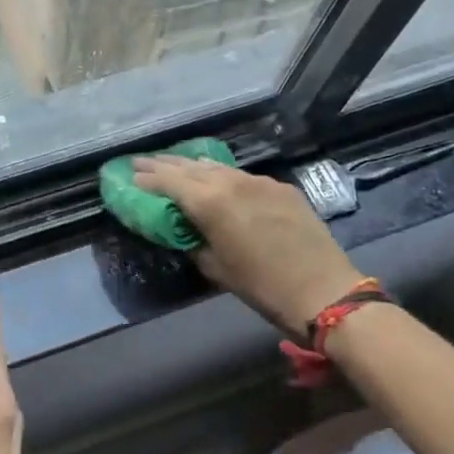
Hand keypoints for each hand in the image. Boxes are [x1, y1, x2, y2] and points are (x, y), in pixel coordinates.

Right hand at [131, 156, 367, 338]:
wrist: (324, 291)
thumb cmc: (262, 287)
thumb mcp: (216, 269)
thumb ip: (194, 242)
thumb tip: (185, 230)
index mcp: (210, 202)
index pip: (168, 181)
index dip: (147, 178)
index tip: (129, 175)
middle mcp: (231, 182)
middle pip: (189, 166)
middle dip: (163, 164)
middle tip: (141, 162)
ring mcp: (258, 181)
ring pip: (217, 166)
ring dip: (192, 165)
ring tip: (175, 165)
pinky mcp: (280, 187)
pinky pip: (242, 175)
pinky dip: (222, 175)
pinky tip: (218, 179)